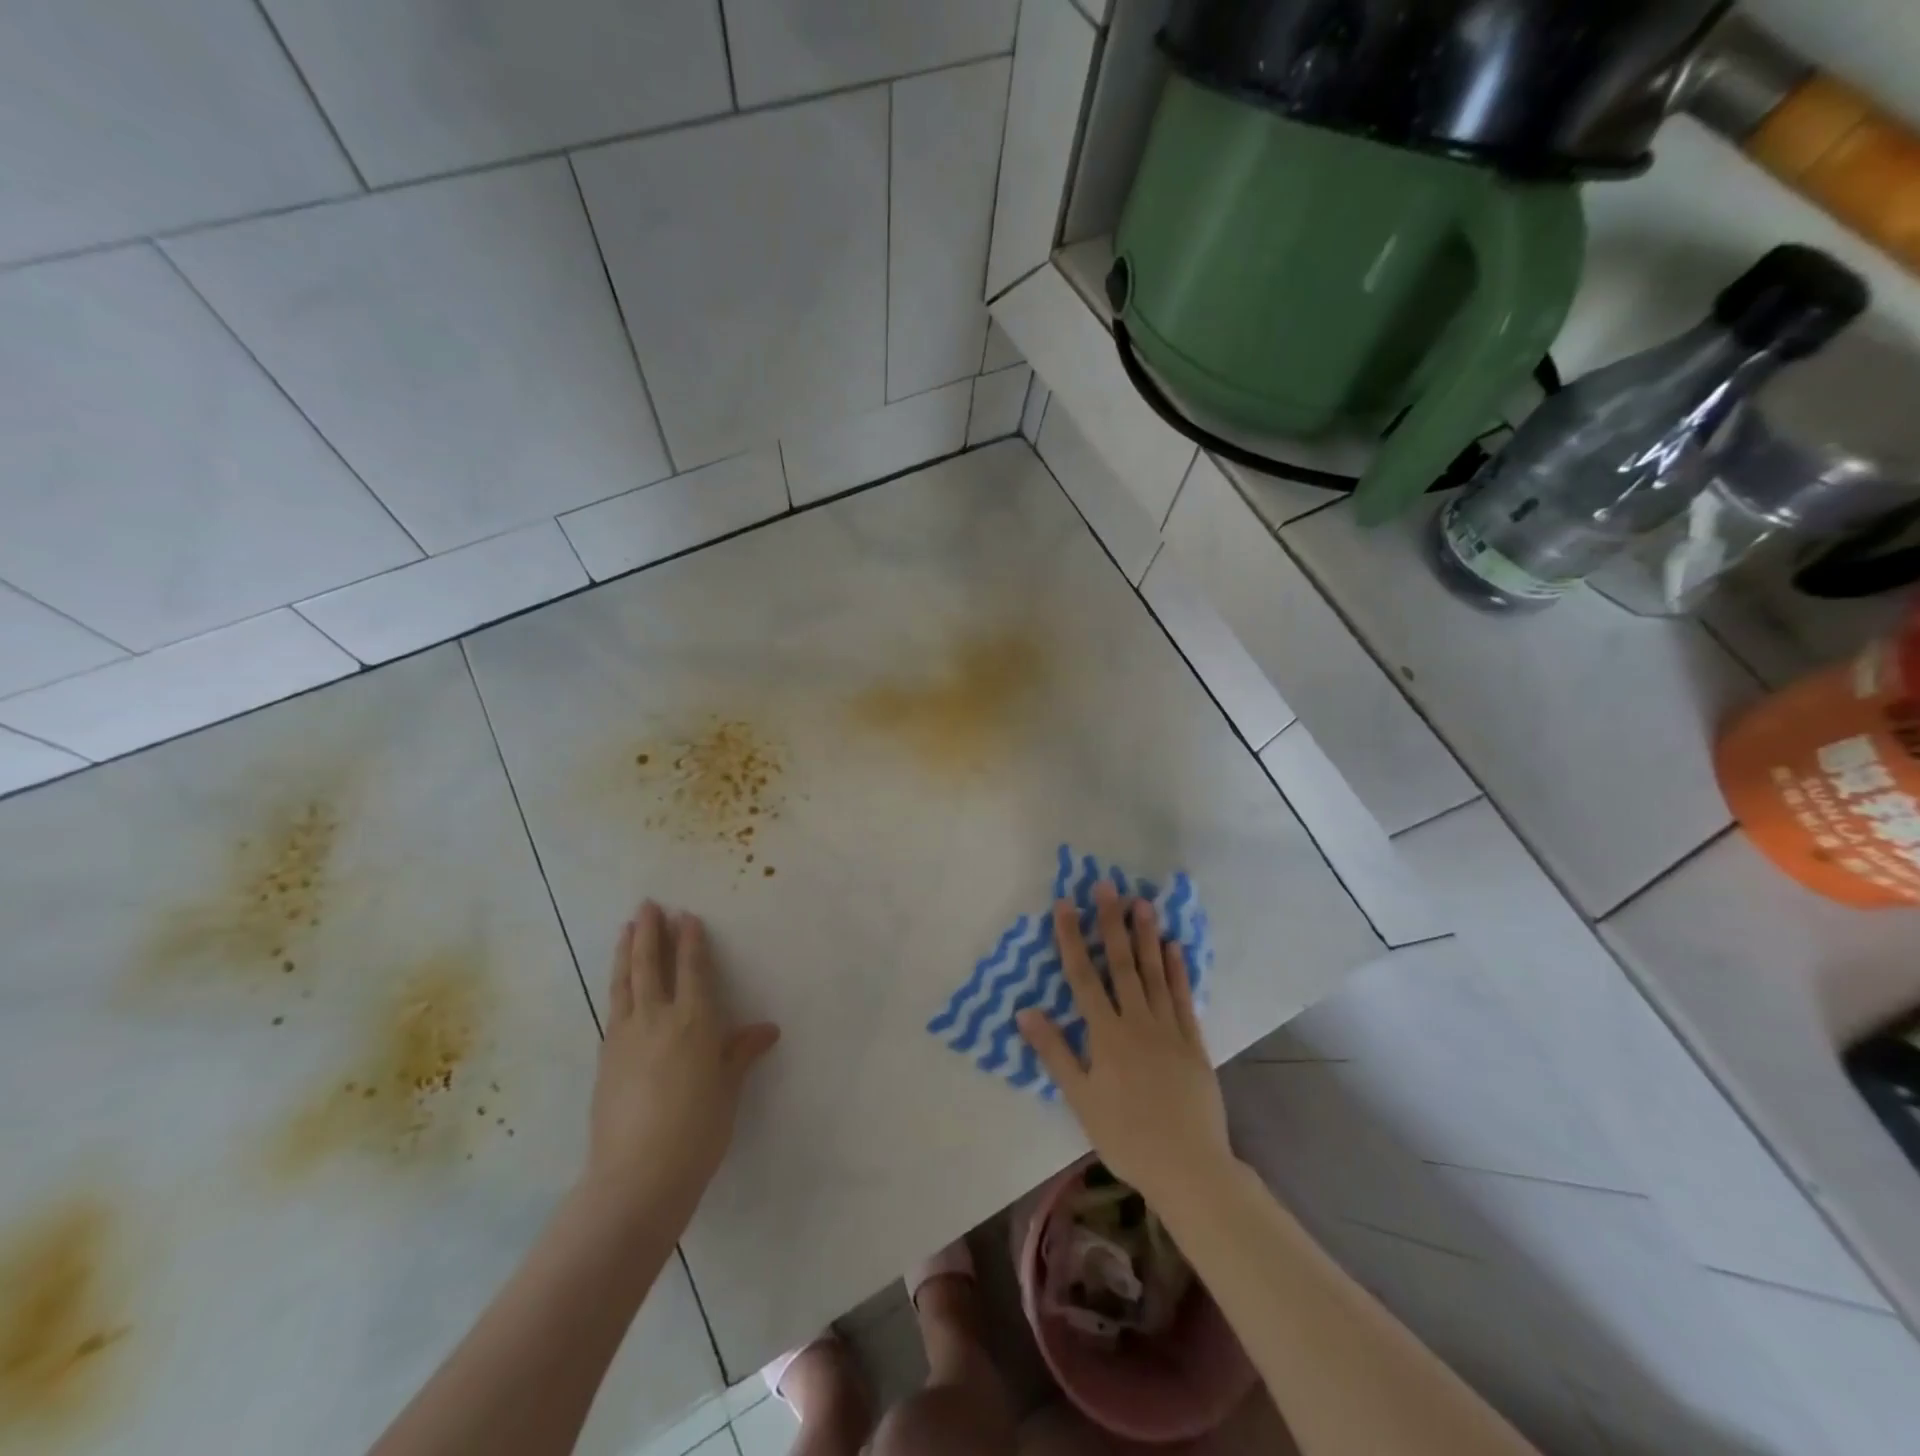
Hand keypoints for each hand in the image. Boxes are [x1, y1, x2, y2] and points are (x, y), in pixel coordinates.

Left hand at [582, 901, 779, 1222]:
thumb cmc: (697, 1131)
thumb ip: (740, 1053)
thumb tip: (767, 1029)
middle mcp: (657, 1019)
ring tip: (627, 928)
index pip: (693, 970)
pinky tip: (620, 984)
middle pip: (651, 965)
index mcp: (694, 1022)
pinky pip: (613, 1007)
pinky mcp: (606, 1058)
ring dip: (627, 951)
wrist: (637, 1177)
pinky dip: (618, 985)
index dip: (691, 941)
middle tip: (647, 906)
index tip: (687, 916)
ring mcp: (625, 1037)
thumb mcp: (728, 1089)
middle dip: (650, 932)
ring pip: (625, 982)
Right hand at [1016, 882, 1231, 1203]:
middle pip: (1121, 964)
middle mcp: (1136, 1021)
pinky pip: (1183, 998)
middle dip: (1111, 923)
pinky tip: (1174, 946)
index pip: (1083, 977)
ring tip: (1142, 902)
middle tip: (1108, 886)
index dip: (1072, 939)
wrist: (1188, 1166)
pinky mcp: (1193, 1042)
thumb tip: (1024, 1011)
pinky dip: (1177, 970)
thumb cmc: (1125, 1135)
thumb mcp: (1080, 1098)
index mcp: (1106, 1035)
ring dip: (1146, 936)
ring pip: (1154, 973)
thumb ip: (1054, 1052)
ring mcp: (1168, 1029)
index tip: (1066, 904)